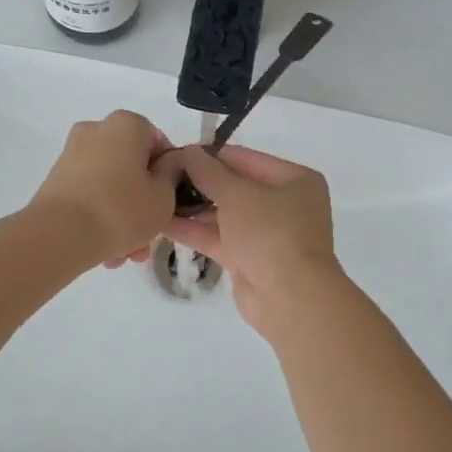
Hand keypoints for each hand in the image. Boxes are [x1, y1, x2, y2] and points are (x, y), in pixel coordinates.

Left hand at [30, 111, 181, 267]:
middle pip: (132, 167)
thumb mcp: (164, 196)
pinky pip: (90, 194)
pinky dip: (100, 216)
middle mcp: (97, 130)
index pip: (158, 143)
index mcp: (126, 124)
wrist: (58, 235)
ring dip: (122, 217)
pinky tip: (106, 251)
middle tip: (147, 238)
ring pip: (111, 185)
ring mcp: (73, 154)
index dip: (168, 175)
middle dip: (142, 204)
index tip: (169, 203)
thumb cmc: (121, 210)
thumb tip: (167, 164)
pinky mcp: (56, 179)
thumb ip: (172, 174)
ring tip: (125, 255)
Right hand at [166, 146, 345, 335]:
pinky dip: (194, 230)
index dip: (210, 155)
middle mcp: (284, 204)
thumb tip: (187, 152)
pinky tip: (162, 222)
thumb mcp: (237, 195)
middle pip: (235, 186)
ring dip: (193, 207)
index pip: (245, 159)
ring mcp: (267, 234)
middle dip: (200, 183)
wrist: (289, 299)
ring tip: (157, 196)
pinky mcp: (250, 260)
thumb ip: (208, 172)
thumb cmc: (270, 233)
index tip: (176, 153)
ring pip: (225, 214)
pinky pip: (219, 237)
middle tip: (163, 175)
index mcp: (294, 180)